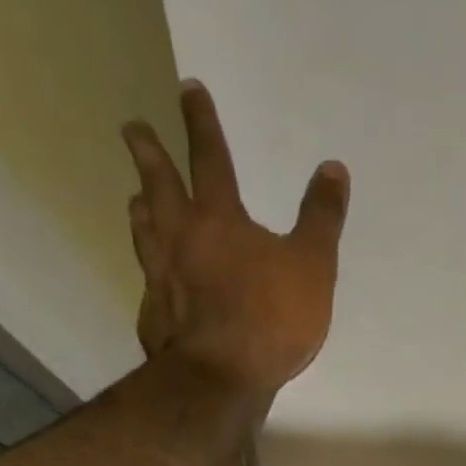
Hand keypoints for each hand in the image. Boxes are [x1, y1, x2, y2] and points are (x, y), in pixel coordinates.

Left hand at [122, 82, 349, 398]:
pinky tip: (150, 274)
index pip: (210, 159)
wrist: (223, 375)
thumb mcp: (313, 265)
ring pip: (144, 229)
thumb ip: (322, 218)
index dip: (201, 123)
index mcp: (219, 219)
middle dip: (148, 153)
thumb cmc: (272, 316)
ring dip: (140, 206)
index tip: (188, 89)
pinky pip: (147, 278)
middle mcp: (180, 238)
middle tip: (132, 128)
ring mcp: (161, 276)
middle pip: (159, 185)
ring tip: (135, 197)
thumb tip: (333, 168)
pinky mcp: (154, 313)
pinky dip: (148, 266)